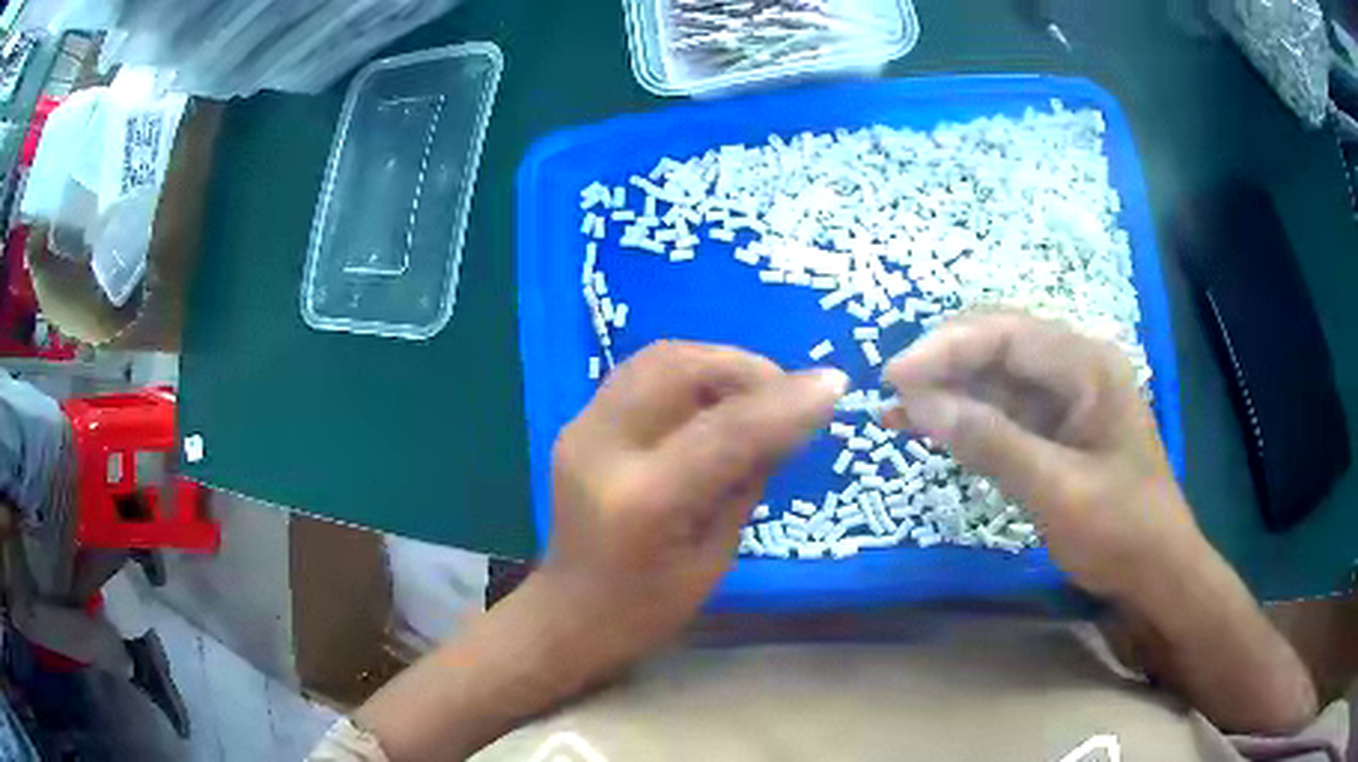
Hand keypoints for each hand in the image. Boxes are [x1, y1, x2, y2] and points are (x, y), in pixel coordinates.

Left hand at [534, 341, 845, 677]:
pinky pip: (640, 374)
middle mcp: (602, 449)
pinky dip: (686, 374)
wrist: (570, 614)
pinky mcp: (576, 424)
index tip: (834, 385)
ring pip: (656, 358)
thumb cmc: (649, 607)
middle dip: (744, 366)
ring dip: (715, 362)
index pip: (725, 430)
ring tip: (754, 392)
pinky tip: (713, 400)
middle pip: (678, 367)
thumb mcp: (717, 554)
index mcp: (644, 501)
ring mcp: (580, 429)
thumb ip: (749, 478)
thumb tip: (791, 418)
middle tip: (786, 390)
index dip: (786, 402)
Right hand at [880, 310, 1200, 598]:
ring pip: (996, 377)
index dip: (946, 347)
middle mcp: (1076, 367)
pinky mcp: (1055, 429)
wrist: (1156, 573)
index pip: (1007, 334)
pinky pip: (1003, 411)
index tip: (893, 377)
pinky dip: (966, 419)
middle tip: (891, 393)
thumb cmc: (1121, 530)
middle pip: (998, 343)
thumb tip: (917, 404)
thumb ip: (991, 444)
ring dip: (948, 390)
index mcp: (1088, 365)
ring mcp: (1066, 398)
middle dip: (944, 362)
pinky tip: (931, 429)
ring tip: (895, 412)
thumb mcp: (1058, 490)